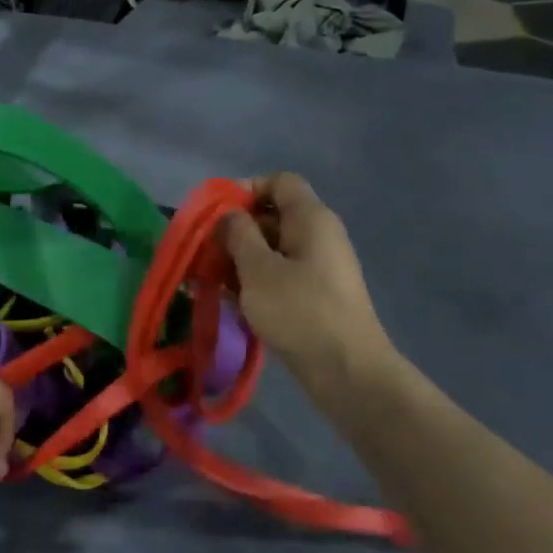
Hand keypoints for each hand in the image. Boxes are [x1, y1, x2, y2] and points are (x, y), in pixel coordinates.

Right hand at [221, 174, 387, 382]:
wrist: (347, 371)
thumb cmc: (299, 311)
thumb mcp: (257, 269)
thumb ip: (238, 234)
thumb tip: (229, 215)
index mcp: (311, 218)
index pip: (279, 181)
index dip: (245, 189)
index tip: (216, 215)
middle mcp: (319, 235)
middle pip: (273, 215)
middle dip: (236, 231)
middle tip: (205, 253)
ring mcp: (320, 267)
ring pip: (273, 249)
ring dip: (241, 260)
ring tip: (210, 281)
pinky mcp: (316, 295)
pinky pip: (281, 274)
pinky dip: (256, 281)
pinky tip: (232, 302)